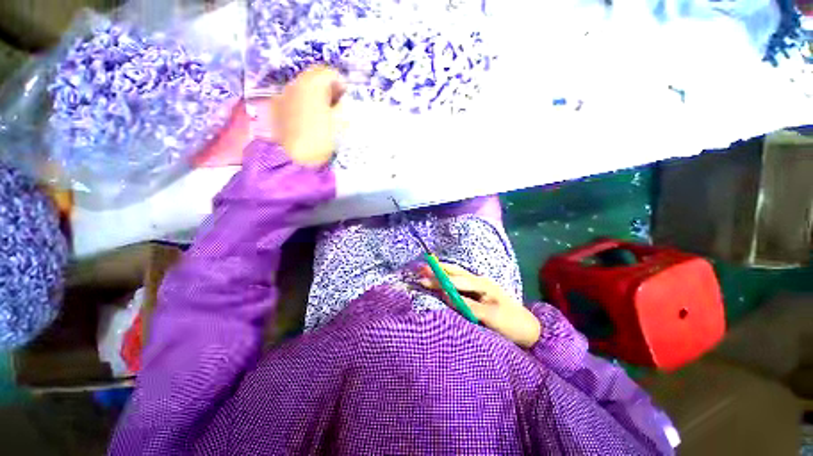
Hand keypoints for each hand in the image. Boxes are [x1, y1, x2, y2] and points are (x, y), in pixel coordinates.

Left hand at [274, 66, 344, 166]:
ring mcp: (283, 95)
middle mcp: (295, 83)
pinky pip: (293, 99)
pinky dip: (302, 104)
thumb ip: (342, 108)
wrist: (294, 158)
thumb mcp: (339, 124)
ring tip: (321, 114)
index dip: (340, 83)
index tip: (345, 96)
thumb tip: (342, 102)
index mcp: (313, 85)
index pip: (329, 73)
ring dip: (313, 96)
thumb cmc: (320, 139)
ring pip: (302, 88)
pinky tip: (306, 120)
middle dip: (326, 89)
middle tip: (335, 105)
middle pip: (314, 78)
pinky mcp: (276, 108)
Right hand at [418, 262, 540, 348]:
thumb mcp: (492, 317)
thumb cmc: (511, 323)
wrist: (527, 328)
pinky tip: (439, 278)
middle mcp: (478, 281)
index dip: (442, 280)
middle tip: (420, 268)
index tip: (426, 281)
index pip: (458, 281)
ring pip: (456, 274)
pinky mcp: (475, 292)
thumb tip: (447, 296)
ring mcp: (477, 285)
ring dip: (441, 271)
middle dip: (438, 270)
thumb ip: (469, 306)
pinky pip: (458, 282)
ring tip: (425, 269)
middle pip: (455, 272)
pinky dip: (446, 278)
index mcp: (483, 284)